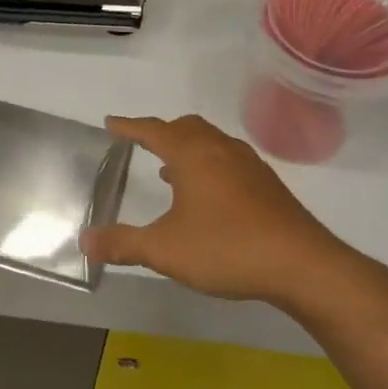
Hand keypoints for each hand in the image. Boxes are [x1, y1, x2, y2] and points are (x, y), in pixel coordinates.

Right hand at [82, 115, 366, 306]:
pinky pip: (228, 161)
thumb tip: (84, 241)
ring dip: (187, 149)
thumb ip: (123, 244)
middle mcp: (220, 150)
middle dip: (162, 131)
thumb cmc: (226, 248)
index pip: (153, 130)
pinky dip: (209, 165)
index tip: (111, 123)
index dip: (130, 127)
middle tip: (142, 142)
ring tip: (170, 170)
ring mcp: (249, 166)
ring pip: (211, 142)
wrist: (302, 265)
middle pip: (186, 127)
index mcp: (192, 154)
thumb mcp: (164, 249)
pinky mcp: (267, 186)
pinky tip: (207, 196)